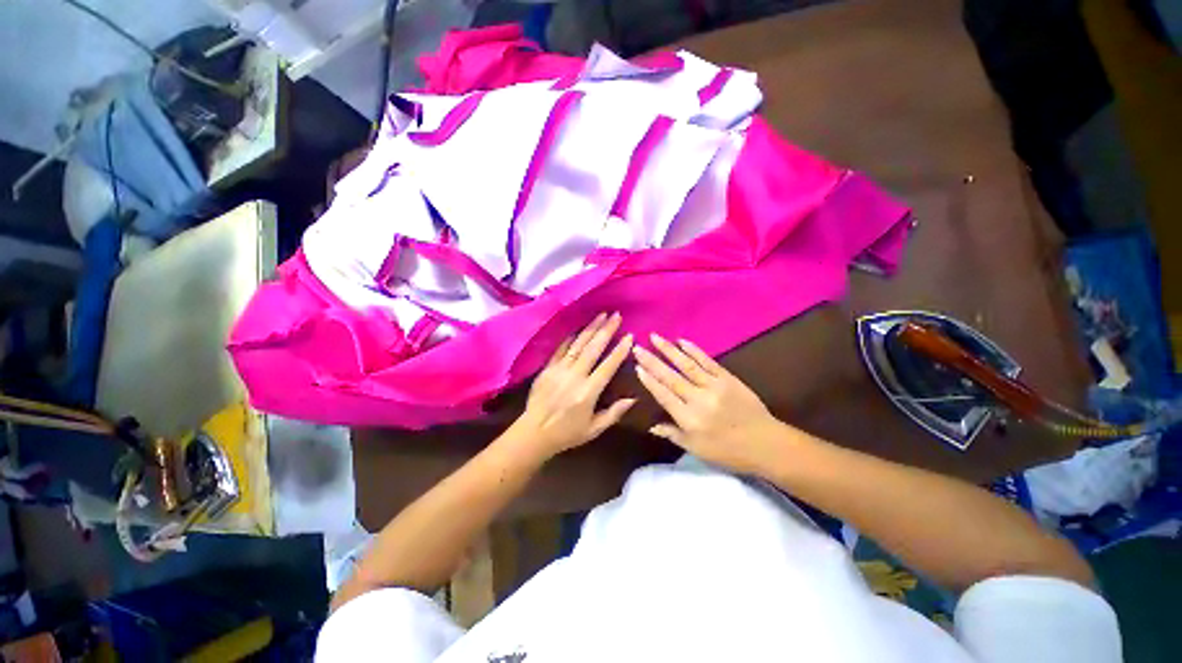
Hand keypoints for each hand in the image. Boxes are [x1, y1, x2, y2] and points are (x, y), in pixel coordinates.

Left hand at [509, 312, 635, 458]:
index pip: (607, 366)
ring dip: (590, 328)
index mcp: (588, 393)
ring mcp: (559, 370)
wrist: (533, 433)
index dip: (619, 351)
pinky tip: (579, 327)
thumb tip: (633, 399)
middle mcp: (574, 377)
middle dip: (606, 331)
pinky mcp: (547, 369)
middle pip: (593, 349)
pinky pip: (560, 349)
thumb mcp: (594, 430)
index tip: (629, 336)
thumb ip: (613, 413)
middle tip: (616, 316)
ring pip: (577, 345)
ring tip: (602, 315)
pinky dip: (570, 337)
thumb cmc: (567, 434)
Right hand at [633, 334, 783, 473]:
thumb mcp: (696, 449)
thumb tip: (651, 426)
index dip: (649, 381)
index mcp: (689, 419)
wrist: (766, 444)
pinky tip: (681, 341)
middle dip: (652, 361)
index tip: (637, 367)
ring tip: (655, 338)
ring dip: (669, 350)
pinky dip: (694, 350)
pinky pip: (708, 361)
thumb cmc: (728, 451)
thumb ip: (673, 434)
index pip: (664, 395)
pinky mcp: (728, 378)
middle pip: (671, 377)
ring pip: (687, 365)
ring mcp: (715, 386)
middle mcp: (699, 400)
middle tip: (638, 348)